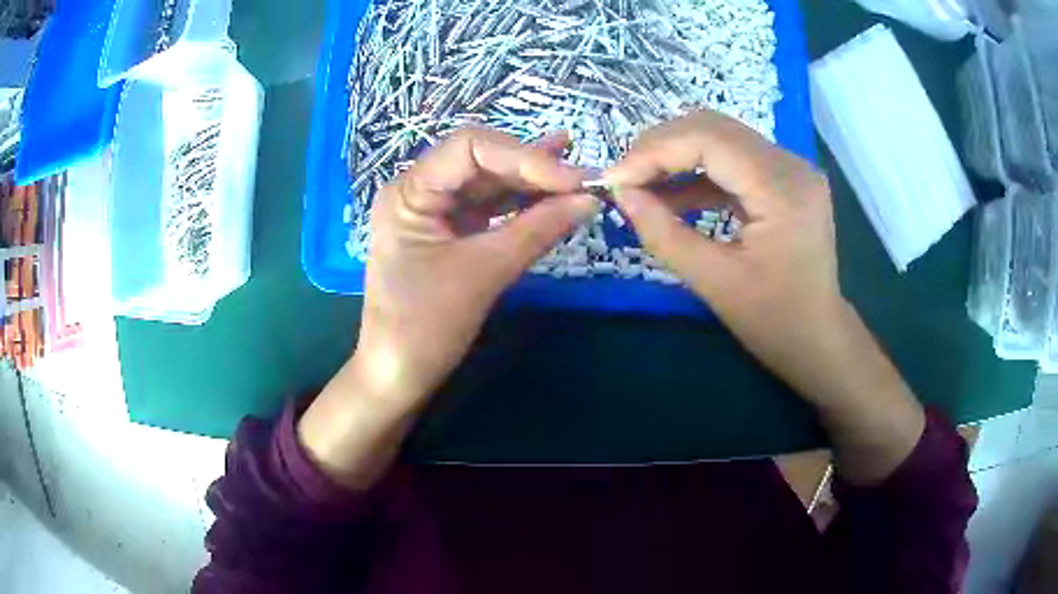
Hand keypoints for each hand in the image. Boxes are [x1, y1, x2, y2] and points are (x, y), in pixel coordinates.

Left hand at [300, 129, 595, 488]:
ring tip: (579, 175)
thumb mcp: (484, 273)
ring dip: (533, 180)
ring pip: (489, 181)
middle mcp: (418, 190)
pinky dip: (522, 201)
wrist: (399, 375)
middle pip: (482, 160)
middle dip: (533, 166)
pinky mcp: (450, 231)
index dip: (524, 155)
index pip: (470, 148)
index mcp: (409, 192)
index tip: (571, 179)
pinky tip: (553, 189)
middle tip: (585, 178)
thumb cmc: (426, 327)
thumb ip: (538, 229)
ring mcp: (434, 210)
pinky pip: (490, 206)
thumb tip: (591, 199)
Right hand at [605, 110, 923, 482]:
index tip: (614, 178)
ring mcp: (790, 168)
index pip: (709, 140)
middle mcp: (791, 164)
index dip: (654, 152)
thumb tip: (622, 195)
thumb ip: (664, 235)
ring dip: (676, 155)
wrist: (818, 338)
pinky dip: (697, 172)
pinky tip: (671, 195)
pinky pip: (732, 159)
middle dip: (661, 147)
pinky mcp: (783, 178)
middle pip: (713, 127)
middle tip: (625, 179)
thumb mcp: (714, 284)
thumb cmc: (774, 322)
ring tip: (641, 185)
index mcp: (782, 189)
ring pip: (720, 137)